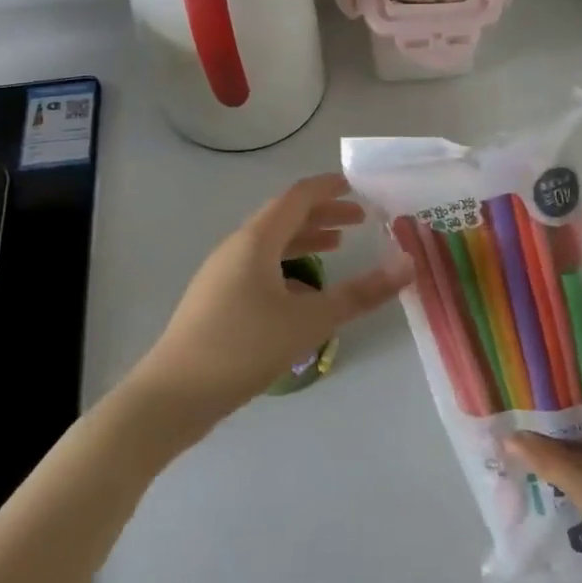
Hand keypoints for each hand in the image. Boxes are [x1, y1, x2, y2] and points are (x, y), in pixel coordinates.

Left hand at [123, 174, 412, 441]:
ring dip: (305, 240)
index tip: (357, 186)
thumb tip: (408, 264)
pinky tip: (303, 294)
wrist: (172, 396)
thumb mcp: (309, 321)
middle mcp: (236, 248)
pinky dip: (287, 268)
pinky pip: (259, 269)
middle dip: (323, 215)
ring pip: (271, 245)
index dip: (328, 188)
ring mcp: (222, 275)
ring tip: (337, 247)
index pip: (297, 197)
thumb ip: (360, 293)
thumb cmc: (242, 347)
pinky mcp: (217, 301)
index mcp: (255, 241)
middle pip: (284, 218)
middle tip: (360, 219)